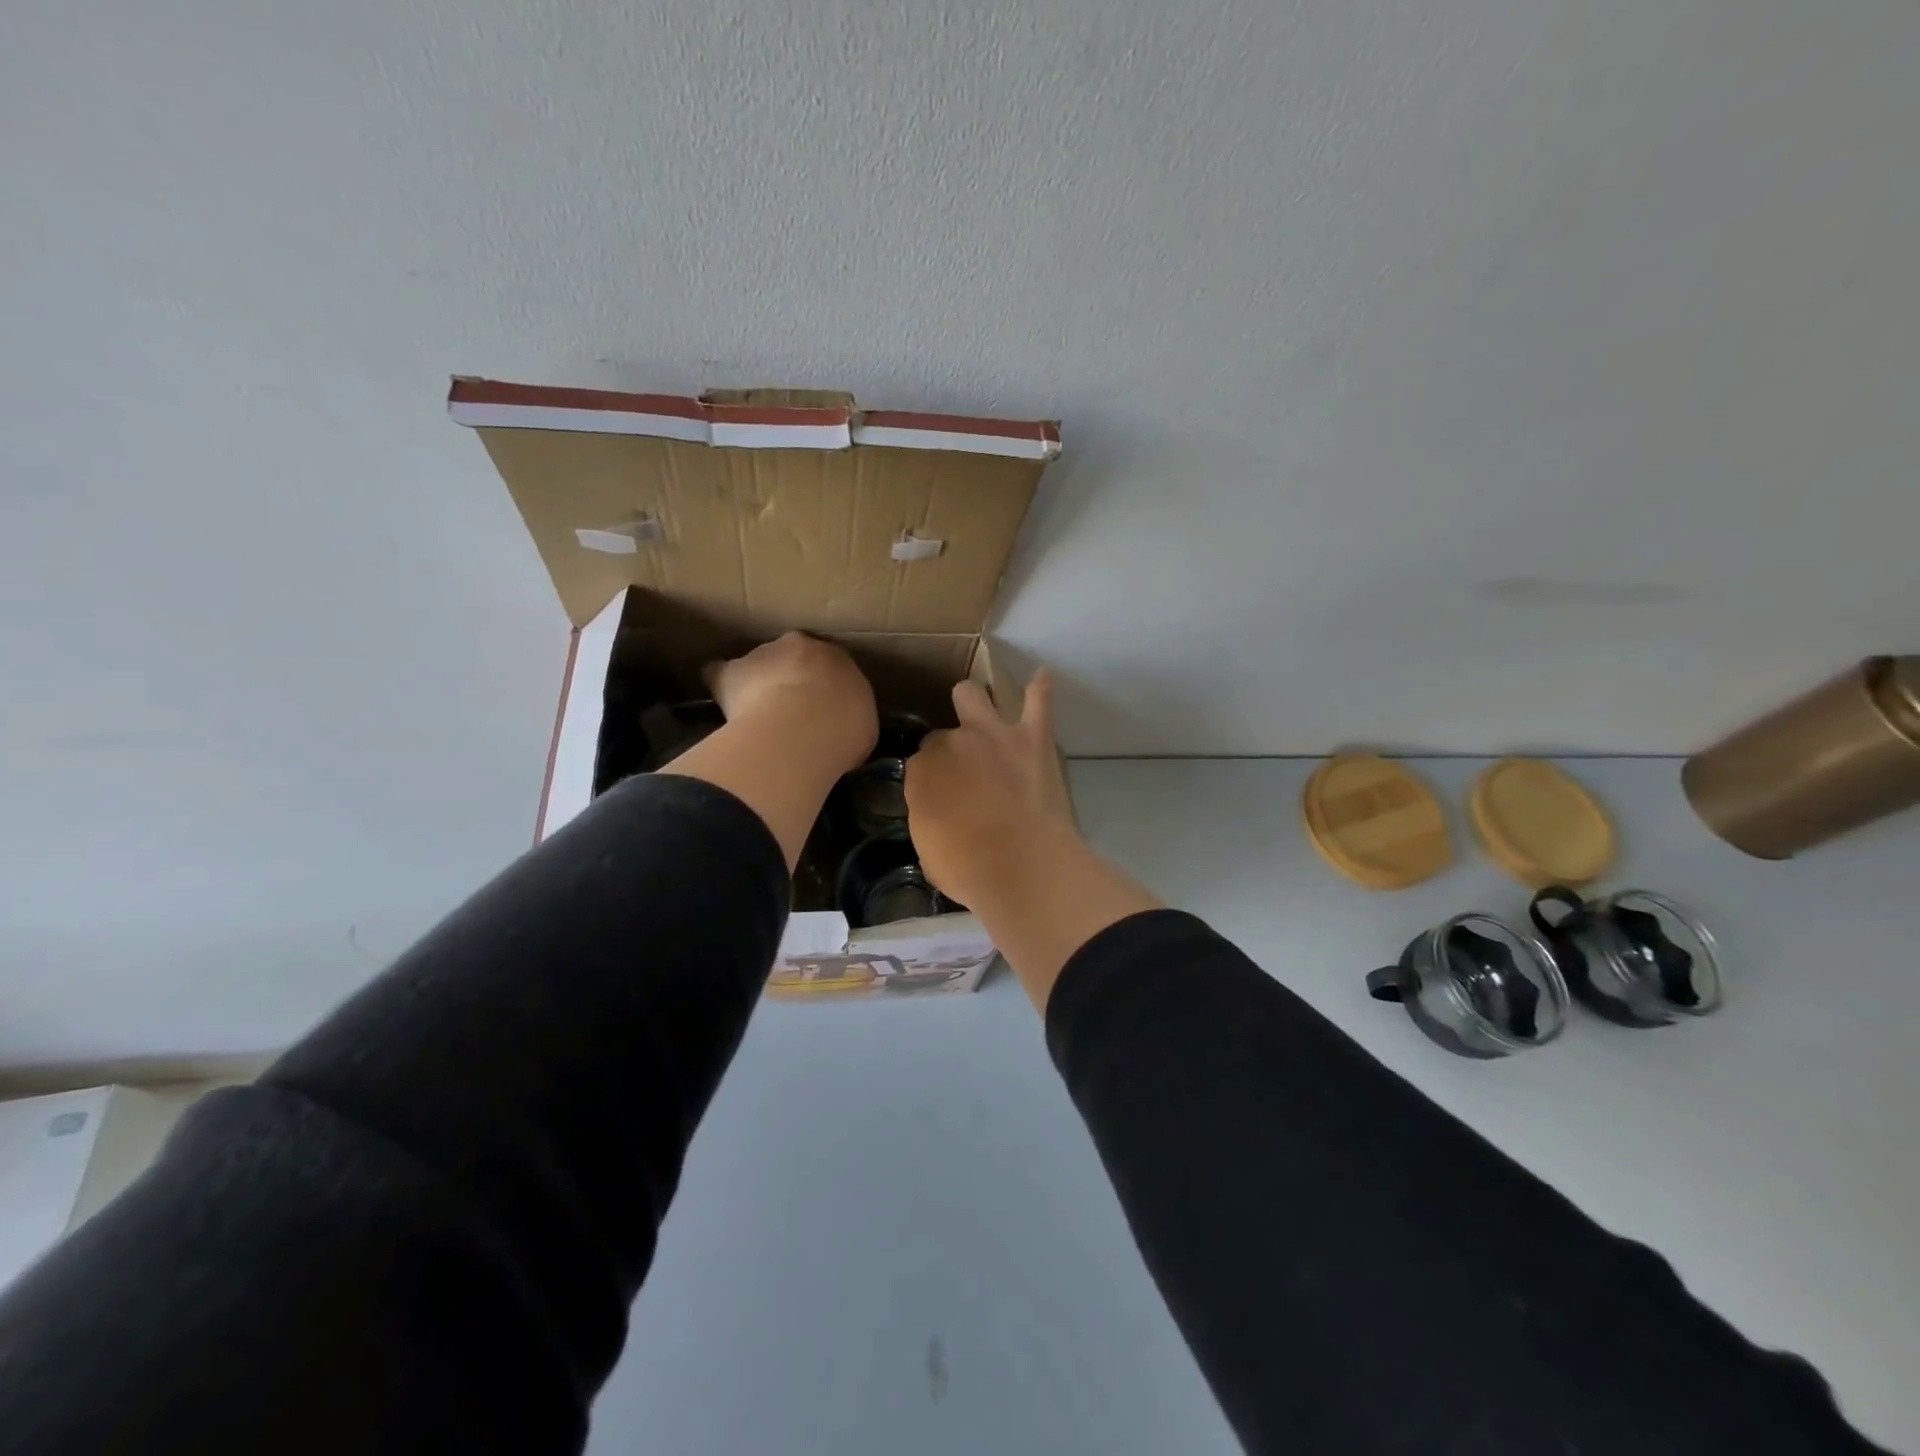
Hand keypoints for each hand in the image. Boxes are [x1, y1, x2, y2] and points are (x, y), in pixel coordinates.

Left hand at [703, 632, 877, 777]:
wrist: (802, 730)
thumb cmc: (843, 731)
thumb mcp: (862, 729)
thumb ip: (850, 719)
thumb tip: (838, 729)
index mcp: (839, 658)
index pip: (830, 666)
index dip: (823, 687)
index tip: (821, 709)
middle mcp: (802, 646)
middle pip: (792, 656)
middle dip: (789, 677)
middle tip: (789, 710)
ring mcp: (764, 654)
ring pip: (758, 664)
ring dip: (757, 682)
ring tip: (754, 714)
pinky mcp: (731, 670)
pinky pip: (720, 675)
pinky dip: (720, 687)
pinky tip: (720, 705)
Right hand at [906, 670, 1077, 908]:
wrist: (1021, 865)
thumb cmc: (968, 869)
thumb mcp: (929, 849)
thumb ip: (930, 817)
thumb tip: (939, 810)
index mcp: (922, 772)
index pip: (920, 765)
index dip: (932, 780)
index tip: (942, 797)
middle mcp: (953, 742)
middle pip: (944, 732)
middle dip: (950, 746)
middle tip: (965, 769)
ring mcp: (993, 733)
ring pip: (973, 695)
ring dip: (974, 703)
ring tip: (981, 713)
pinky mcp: (1033, 736)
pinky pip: (1038, 700)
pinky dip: (1039, 689)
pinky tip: (1041, 677)